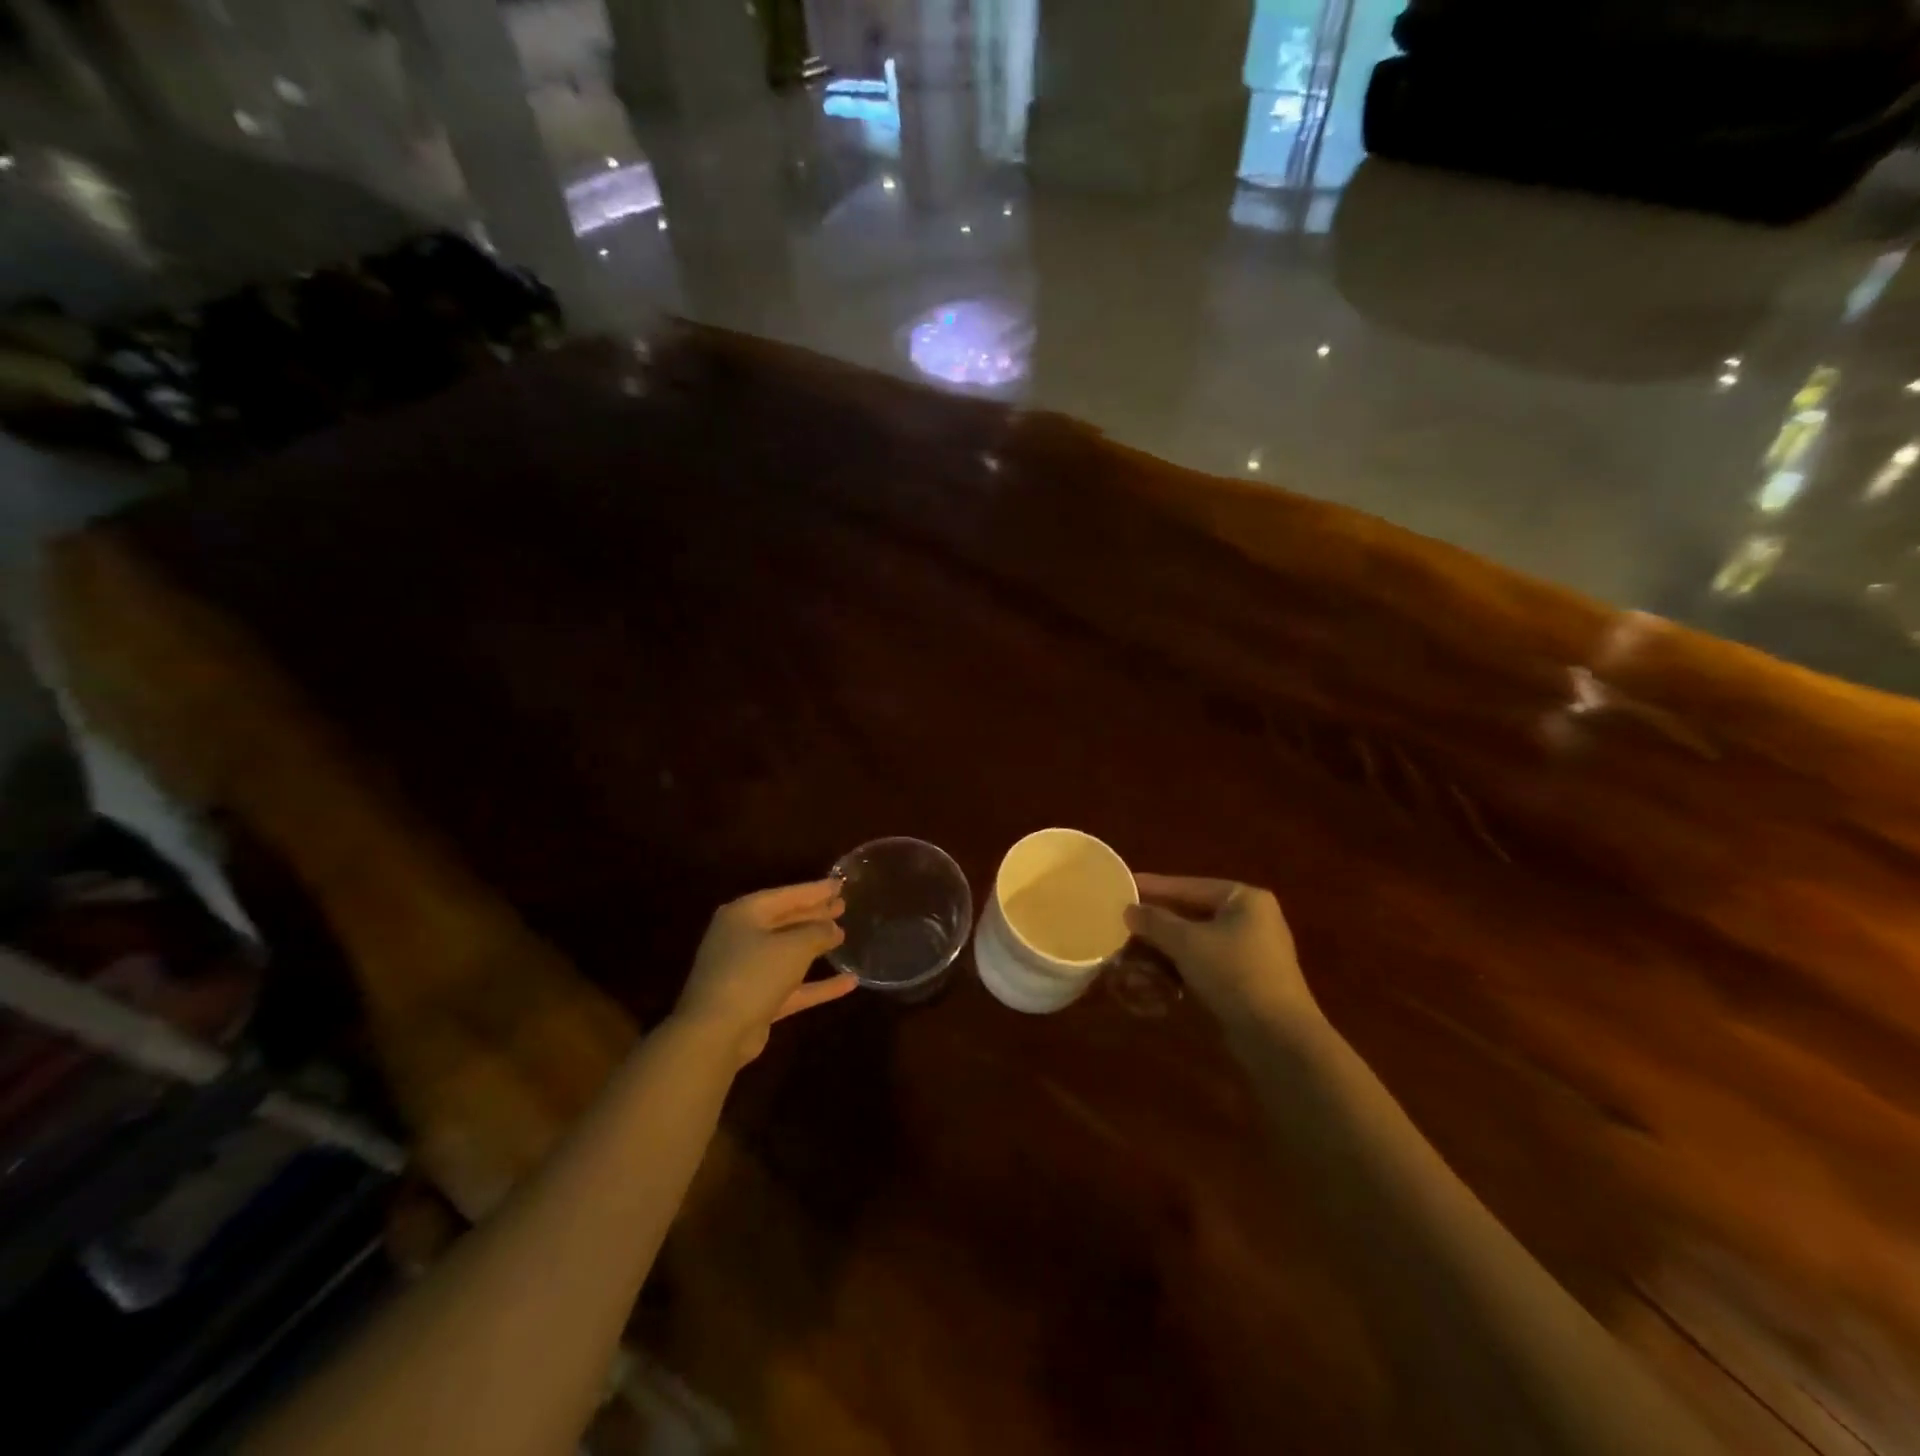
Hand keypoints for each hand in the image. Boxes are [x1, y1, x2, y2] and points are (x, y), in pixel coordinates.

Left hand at [673, 880, 856, 1064]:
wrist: (716, 1034)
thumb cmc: (753, 975)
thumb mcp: (793, 947)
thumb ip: (817, 933)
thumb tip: (833, 928)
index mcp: (744, 915)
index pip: (785, 895)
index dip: (814, 890)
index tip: (840, 884)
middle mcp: (742, 938)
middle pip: (784, 921)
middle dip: (814, 914)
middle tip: (842, 906)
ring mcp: (747, 971)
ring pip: (787, 952)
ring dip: (814, 946)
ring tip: (843, 935)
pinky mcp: (755, 1001)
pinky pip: (791, 985)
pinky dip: (817, 984)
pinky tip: (849, 982)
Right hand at [1123, 875, 1318, 1032]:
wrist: (1278, 1038)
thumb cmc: (1234, 974)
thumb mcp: (1187, 943)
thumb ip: (1155, 922)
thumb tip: (1129, 910)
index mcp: (1244, 899)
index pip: (1188, 886)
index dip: (1153, 887)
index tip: (1122, 885)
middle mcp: (1251, 918)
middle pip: (1191, 913)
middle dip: (1156, 922)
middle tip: (1122, 922)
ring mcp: (1250, 951)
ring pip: (1196, 940)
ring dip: (1164, 947)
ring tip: (1131, 951)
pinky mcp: (1245, 980)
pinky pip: (1204, 962)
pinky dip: (1180, 966)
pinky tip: (1154, 975)